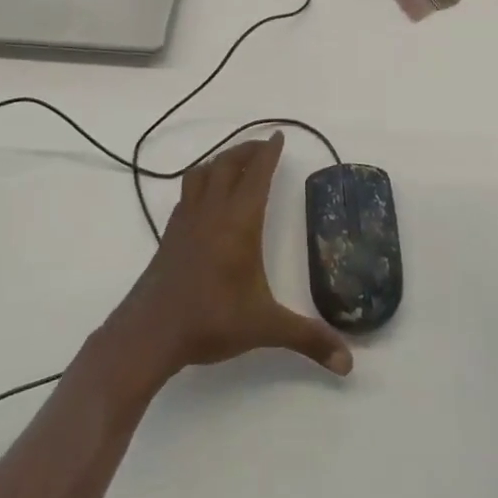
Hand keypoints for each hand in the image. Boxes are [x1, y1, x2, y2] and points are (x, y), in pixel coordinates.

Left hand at [110, 132, 352, 383]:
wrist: (149, 333)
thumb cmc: (210, 321)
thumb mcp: (265, 328)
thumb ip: (308, 339)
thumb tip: (349, 362)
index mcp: (239, 222)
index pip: (257, 175)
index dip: (269, 153)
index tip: (278, 135)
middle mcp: (212, 213)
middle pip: (227, 165)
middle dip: (246, 151)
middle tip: (262, 147)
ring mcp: (186, 221)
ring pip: (202, 174)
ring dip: (220, 161)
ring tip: (234, 164)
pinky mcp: (170, 235)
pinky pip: (187, 194)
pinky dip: (201, 183)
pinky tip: (205, 199)